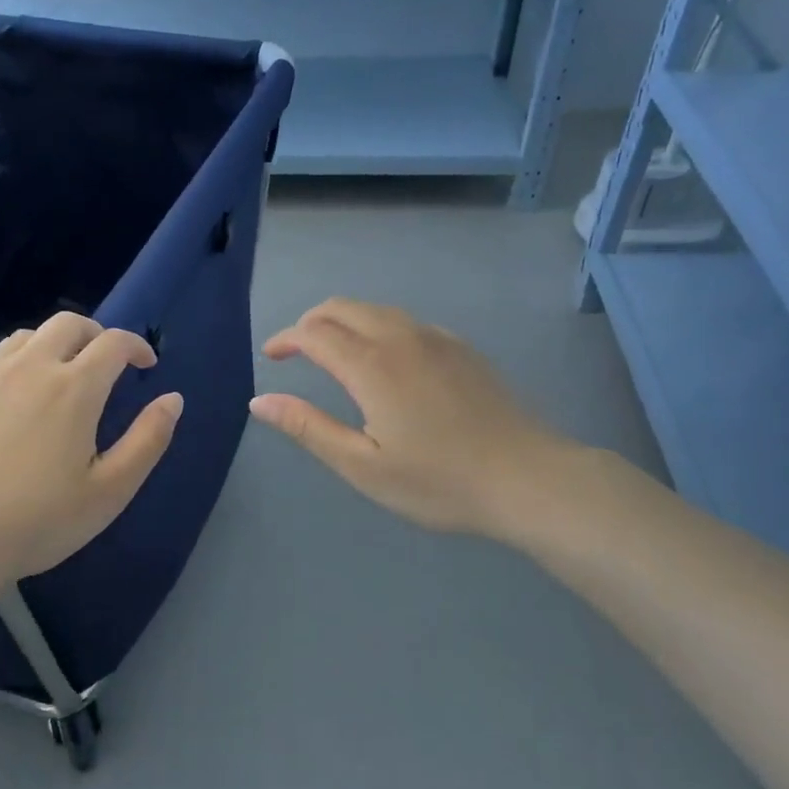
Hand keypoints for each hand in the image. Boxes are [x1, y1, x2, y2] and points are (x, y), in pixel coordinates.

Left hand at [0, 313, 182, 602]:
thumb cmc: (38, 522)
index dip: (137, 345)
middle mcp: (31, 367)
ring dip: (51, 347)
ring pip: (26, 337)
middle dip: (95, 335)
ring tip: (56, 378)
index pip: (114, 342)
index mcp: (75, 388)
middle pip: (69, 324)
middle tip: (103, 364)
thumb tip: (173, 398)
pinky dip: (8, 366)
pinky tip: (6, 395)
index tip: (146, 364)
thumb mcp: (110, 491)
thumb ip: (148, 440)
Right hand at [250, 298, 573, 542]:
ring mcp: (436, 338)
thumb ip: (308, 427)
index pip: (314, 333)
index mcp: (371, 365)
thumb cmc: (438, 481)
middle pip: (343, 307)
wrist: (527, 478)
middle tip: (296, 350)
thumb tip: (260, 401)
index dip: (286, 338)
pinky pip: (406, 321)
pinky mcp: (461, 348)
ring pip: (376, 309)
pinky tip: (385, 360)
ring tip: (332, 352)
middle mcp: (400, 337)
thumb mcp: (363, 466)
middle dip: (311, 321)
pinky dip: (378, 327)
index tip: (272, 355)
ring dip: (344, 321)